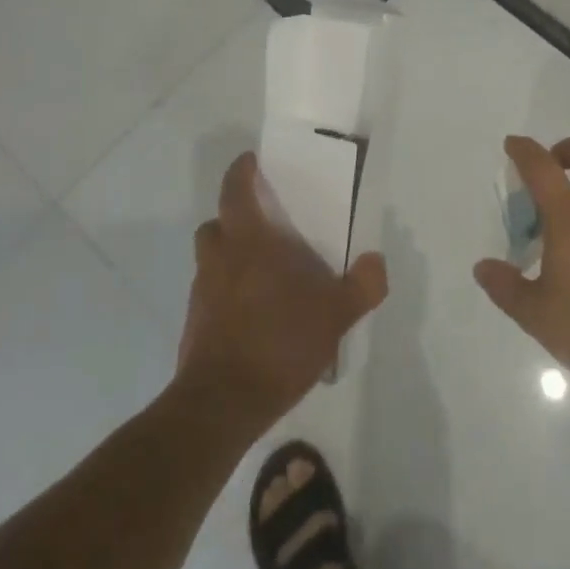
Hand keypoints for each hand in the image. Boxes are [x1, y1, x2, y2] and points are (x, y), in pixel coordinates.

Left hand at [176, 151, 388, 429]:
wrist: (221, 406)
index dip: (240, 172)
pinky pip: (210, 297)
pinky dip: (226, 297)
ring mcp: (201, 295)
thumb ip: (362, 286)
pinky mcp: (193, 329)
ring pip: (211, 262)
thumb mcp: (335, 314)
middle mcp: (218, 260)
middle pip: (216, 225)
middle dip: (234, 220)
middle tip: (263, 228)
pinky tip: (253, 319)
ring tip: (263, 277)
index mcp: (248, 241)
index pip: (234, 190)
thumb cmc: (278, 341)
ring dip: (229, 260)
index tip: (251, 163)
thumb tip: (376, 262)